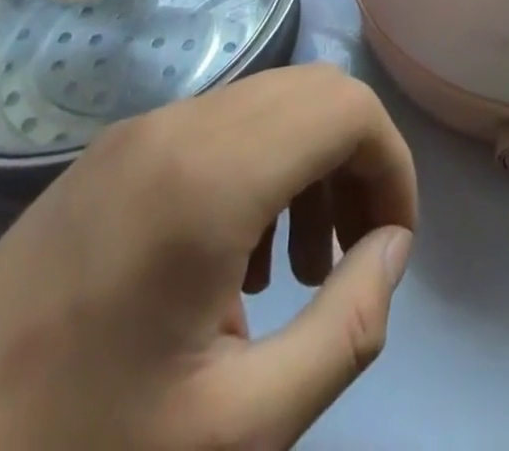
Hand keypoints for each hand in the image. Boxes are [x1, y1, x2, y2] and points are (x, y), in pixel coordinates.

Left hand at [0, 63, 415, 450]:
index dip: (391, 165)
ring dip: (311, 164)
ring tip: (298, 272)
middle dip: (358, 161)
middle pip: (316, 92)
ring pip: (272, 102)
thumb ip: (346, 330)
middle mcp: (182, 123)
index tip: (390, 247)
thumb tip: (391, 249)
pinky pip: (223, 126)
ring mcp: (143, 127)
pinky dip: (262, 167)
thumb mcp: (238, 431)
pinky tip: (233, 264)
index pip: (348, 108)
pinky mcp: (117, 148)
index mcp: (212, 176)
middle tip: (353, 257)